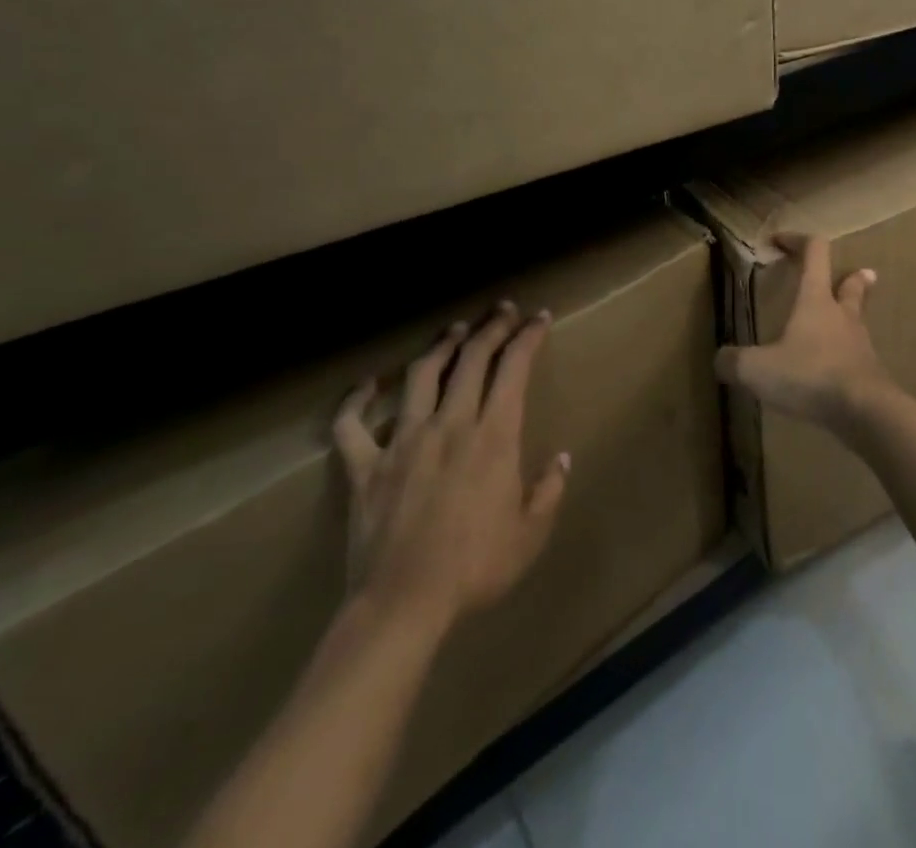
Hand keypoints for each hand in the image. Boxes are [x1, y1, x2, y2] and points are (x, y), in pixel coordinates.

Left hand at [332, 301, 570, 634]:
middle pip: (471, 358)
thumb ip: (549, 490)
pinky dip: (356, 401)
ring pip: (421, 375)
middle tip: (502, 310)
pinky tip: (367, 385)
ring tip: (454, 331)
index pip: (514, 367)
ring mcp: (403, 441)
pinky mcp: (366, 466)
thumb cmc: (476, 568)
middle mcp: (450, 423)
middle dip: (491, 327)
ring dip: (441, 347)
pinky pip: (352, 425)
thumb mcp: (530, 533)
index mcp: (493, 435)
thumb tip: (562, 459)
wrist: (404, 605)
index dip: (528, 336)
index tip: (539, 318)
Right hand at [715, 233, 891, 433]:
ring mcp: (861, 345)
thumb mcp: (758, 369)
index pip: (815, 253)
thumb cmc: (810, 375)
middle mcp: (842, 315)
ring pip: (857, 320)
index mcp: (816, 300)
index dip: (798, 240)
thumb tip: (720, 359)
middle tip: (853, 273)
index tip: (780, 240)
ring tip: (843, 321)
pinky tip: (837, 371)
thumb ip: (734, 362)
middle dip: (850, 276)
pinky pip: (858, 356)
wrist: (865, 413)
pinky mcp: (871, 374)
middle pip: (852, 284)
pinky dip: (848, 355)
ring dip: (851, 316)